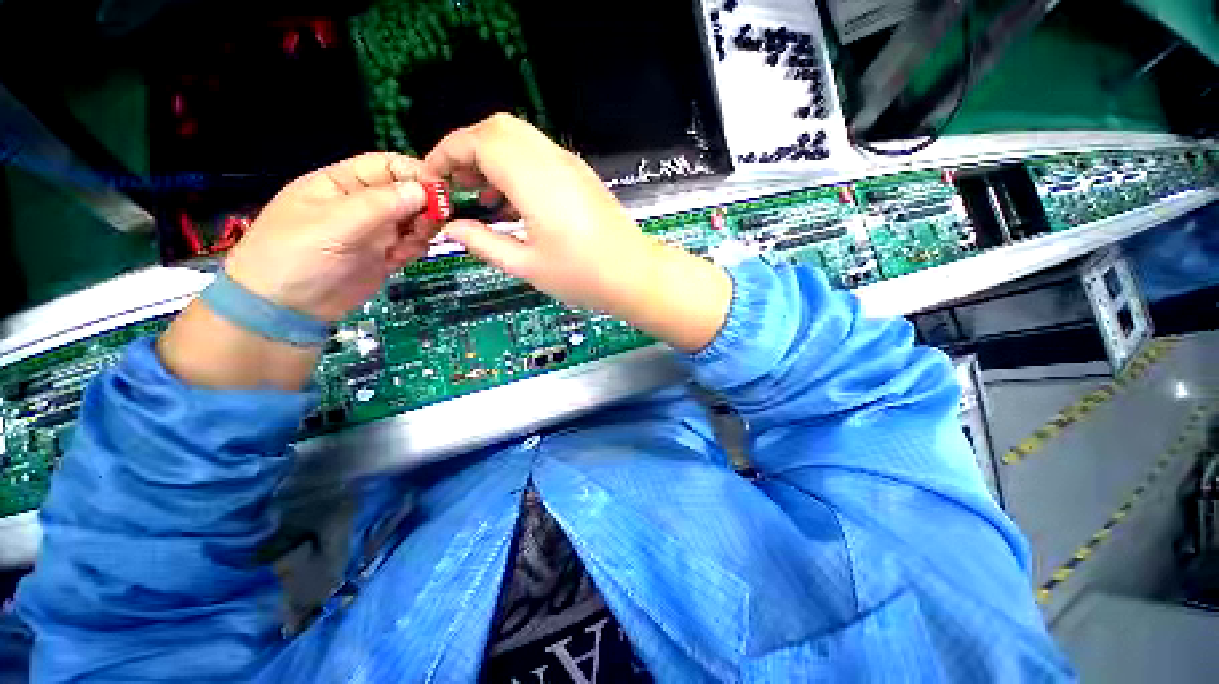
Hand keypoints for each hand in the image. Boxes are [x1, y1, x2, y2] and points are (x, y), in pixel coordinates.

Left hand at [159, 153, 438, 390]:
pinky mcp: (385, 256)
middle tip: (435, 222)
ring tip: (414, 242)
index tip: (442, 189)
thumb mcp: (333, 224)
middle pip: (407, 194)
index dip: (415, 173)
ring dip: (423, 229)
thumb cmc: (296, 255)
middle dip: (425, 205)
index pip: (386, 167)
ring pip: (415, 220)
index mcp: (342, 184)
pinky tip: (403, 257)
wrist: (284, 309)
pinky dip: (416, 249)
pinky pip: (412, 245)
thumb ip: (380, 205)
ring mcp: (375, 231)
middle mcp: (363, 204)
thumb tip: (425, 190)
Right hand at [424, 114, 731, 351]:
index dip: (447, 152)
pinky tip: (514, 204)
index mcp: (534, 179)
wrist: (634, 275)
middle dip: (468, 151)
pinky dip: (516, 168)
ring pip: (520, 139)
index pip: (478, 140)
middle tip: (458, 187)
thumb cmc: (582, 275)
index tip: (433, 179)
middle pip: (498, 129)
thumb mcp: (527, 266)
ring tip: (483, 200)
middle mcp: (551, 160)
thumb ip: (484, 243)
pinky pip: (539, 156)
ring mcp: (570, 165)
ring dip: (493, 159)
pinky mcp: (580, 176)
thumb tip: (453, 228)